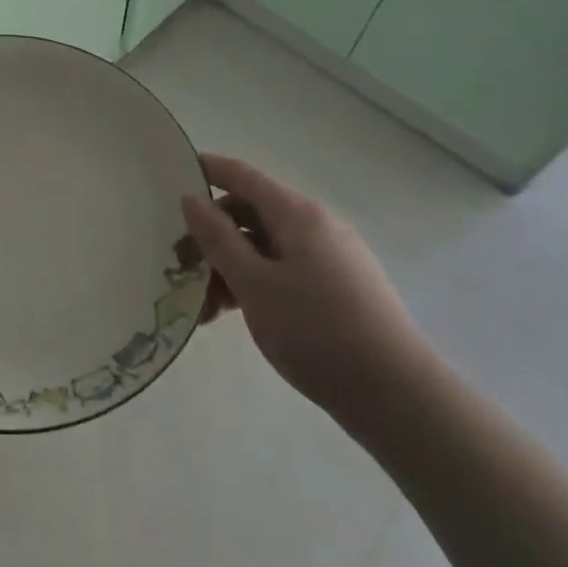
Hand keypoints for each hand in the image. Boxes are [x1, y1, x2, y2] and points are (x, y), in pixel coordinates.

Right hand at [181, 155, 426, 415]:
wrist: (397, 396)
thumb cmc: (316, 330)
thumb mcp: (253, 284)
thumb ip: (217, 238)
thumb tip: (192, 199)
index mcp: (297, 214)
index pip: (241, 176)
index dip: (205, 170)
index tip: (169, 176)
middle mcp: (317, 226)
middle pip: (251, 214)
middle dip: (212, 236)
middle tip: (179, 266)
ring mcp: (332, 259)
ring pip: (266, 248)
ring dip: (230, 268)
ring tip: (205, 308)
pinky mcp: (341, 290)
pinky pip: (286, 271)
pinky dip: (256, 285)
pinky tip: (237, 316)